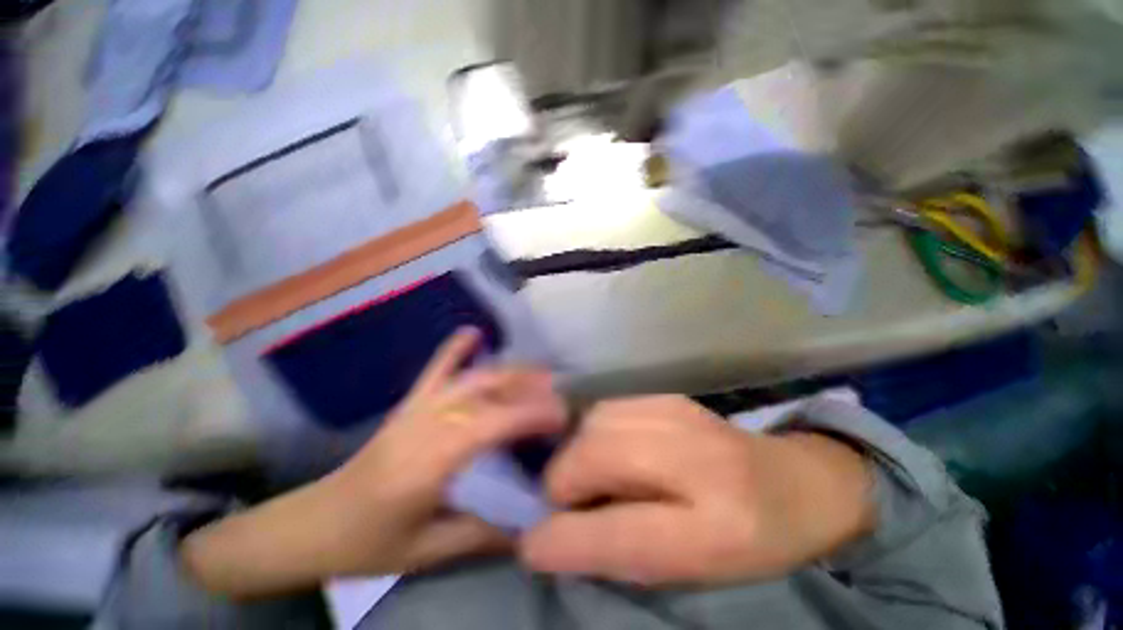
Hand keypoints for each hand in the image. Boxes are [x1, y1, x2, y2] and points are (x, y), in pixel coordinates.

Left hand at [182, 329, 567, 597]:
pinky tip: (472, 332)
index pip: (490, 425)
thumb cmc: (368, 543)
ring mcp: (415, 409)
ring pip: (468, 379)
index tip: (561, 415)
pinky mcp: (408, 404)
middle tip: (557, 395)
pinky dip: (454, 349)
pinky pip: (434, 370)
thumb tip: (530, 528)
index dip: (528, 415)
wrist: (312, 525)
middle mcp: (424, 425)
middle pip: (483, 394)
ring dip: (506, 372)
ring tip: (538, 373)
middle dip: (526, 389)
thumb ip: (480, 537)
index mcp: (427, 464)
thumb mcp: (426, 553)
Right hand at [519, 396, 874, 585]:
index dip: (564, 538)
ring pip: (593, 423)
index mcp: (720, 528)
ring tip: (586, 479)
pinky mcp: (666, 396)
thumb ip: (624, 556)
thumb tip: (553, 539)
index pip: (620, 531)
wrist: (794, 482)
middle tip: (566, 507)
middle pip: (594, 454)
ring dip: (576, 455)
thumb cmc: (751, 543)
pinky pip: (607, 409)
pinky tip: (605, 452)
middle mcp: (697, 457)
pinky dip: (591, 432)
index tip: (530, 544)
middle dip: (563, 483)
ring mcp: (679, 413)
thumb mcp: (695, 572)